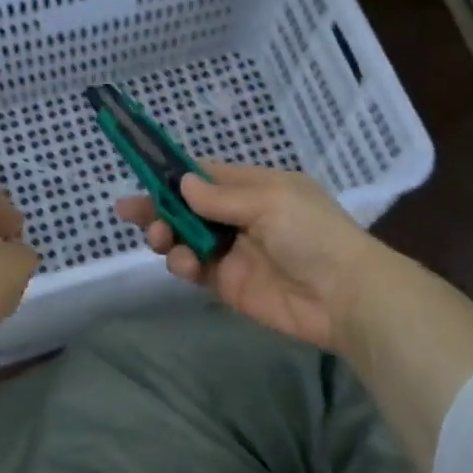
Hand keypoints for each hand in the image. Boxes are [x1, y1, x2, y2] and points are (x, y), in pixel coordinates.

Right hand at [115, 162, 382, 353]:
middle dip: (158, 208)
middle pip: (187, 207)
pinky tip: (184, 263)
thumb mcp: (269, 201)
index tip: (142, 175)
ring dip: (166, 235)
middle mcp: (239, 216)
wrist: (343, 296)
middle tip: (129, 212)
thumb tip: (182, 183)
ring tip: (159, 240)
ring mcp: (232, 250)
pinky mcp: (227, 283)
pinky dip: (181, 263)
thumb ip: (220, 197)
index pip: (206, 175)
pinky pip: (193, 268)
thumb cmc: (311, 234)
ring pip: (184, 238)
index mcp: (254, 187)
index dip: (174, 175)